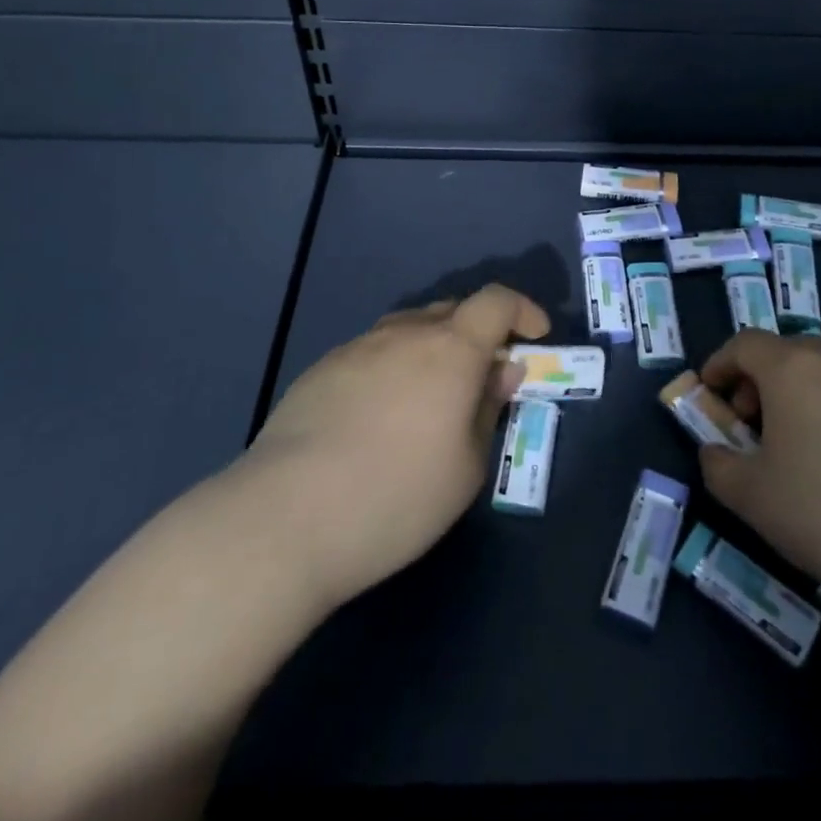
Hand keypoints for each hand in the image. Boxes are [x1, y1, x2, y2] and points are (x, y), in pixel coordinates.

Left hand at [241, 285, 547, 613]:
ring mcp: (358, 347)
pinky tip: (379, 416)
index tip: (535, 337)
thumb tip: (500, 372)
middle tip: (482, 378)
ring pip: (409, 329)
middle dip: (478, 334)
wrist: (285, 518)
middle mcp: (405, 333)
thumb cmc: (396, 497)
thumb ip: (487, 409)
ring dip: (432, 349)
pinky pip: (373, 352)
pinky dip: (393, 367)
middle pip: (452, 311)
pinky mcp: (321, 369)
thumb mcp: (466, 467)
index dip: (522, 310)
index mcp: (450, 349)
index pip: (496, 302)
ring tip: (430, 397)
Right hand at [696, 330, 820, 595]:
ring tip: (794, 443)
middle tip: (750, 420)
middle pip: (786, 352)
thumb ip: (718, 465)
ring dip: (798, 394)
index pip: (744, 343)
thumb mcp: (749, 495)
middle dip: (759, 378)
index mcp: (791, 368)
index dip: (720, 363)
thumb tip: (715, 453)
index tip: (710, 393)